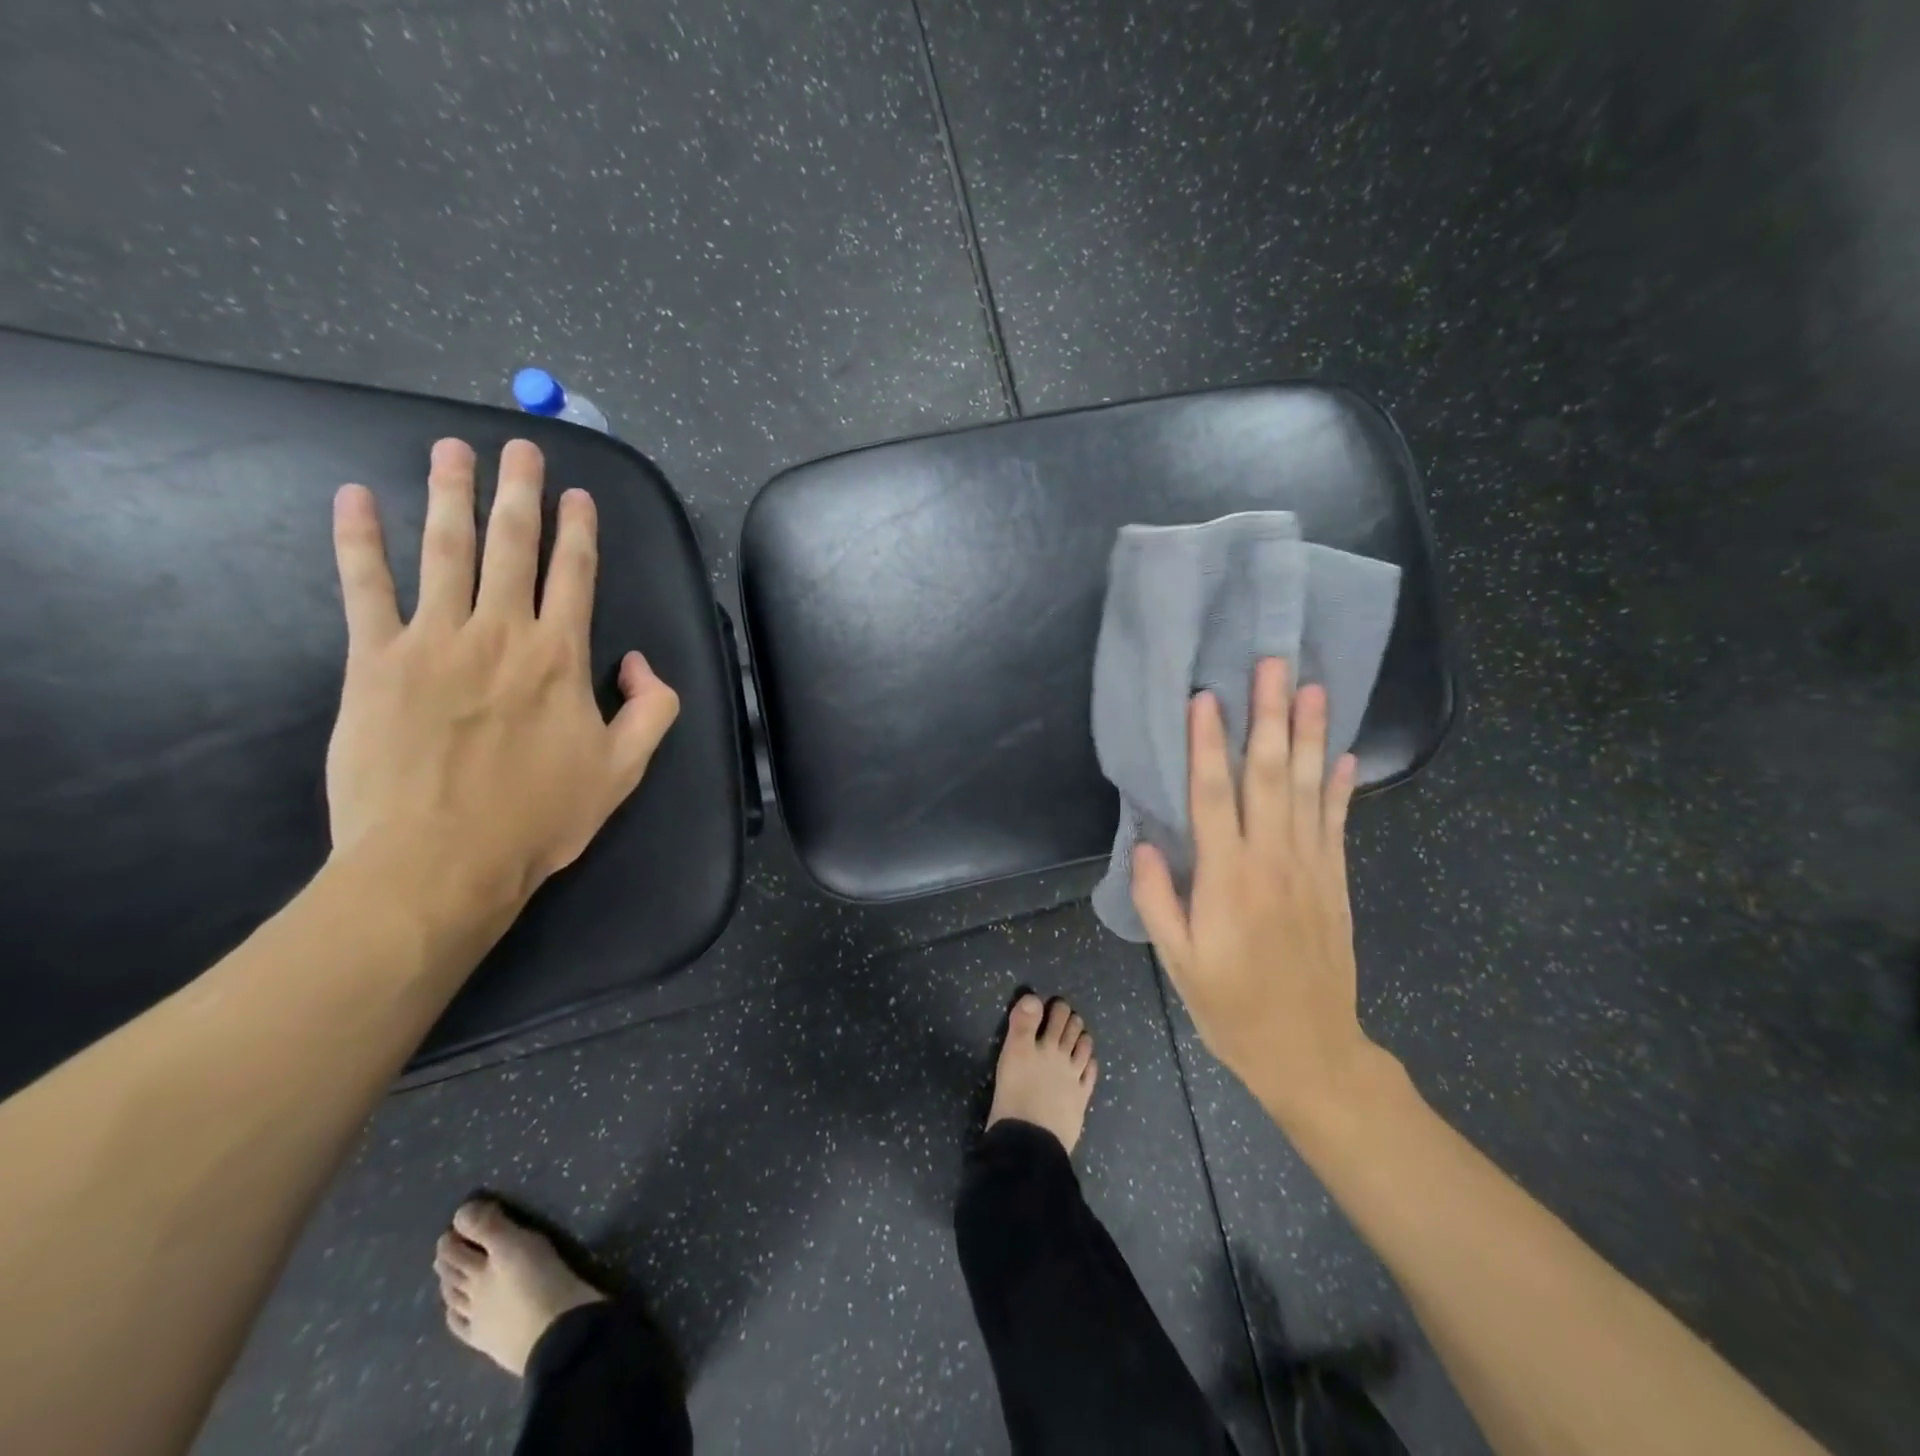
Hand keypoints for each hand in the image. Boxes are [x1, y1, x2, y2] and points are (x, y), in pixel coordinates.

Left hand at [325, 437, 679, 907]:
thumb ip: (652, 709)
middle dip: (519, 492)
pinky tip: (354, 499)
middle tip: (518, 445)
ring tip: (453, 450)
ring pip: (444, 550)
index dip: (578, 530)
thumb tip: (639, 663)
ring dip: (449, 494)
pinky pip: (365, 588)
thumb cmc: (540, 817)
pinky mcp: (374, 660)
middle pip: (511, 545)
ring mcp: (433, 640)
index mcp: (560, 657)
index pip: (574, 575)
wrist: (439, 860)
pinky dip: (359, 540)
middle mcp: (501, 633)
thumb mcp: (625, 769)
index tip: (576, 493)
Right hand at [1131, 659, 1378, 1125]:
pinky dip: (1339, 785)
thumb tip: (1146, 843)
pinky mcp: (1335, 881)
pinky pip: (1337, 822)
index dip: (1208, 745)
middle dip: (1269, 716)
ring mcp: (1312, 868)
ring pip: (1308, 788)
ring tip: (1313, 687)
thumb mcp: (1178, 963)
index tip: (1207, 698)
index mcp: (1228, 880)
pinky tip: (1342, 752)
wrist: (1312, 1053)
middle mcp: (1274, 862)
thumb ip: (1158, 901)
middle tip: (1273, 664)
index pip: (1215, 797)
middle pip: (1270, 776)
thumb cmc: (1232, 1009)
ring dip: (1309, 735)